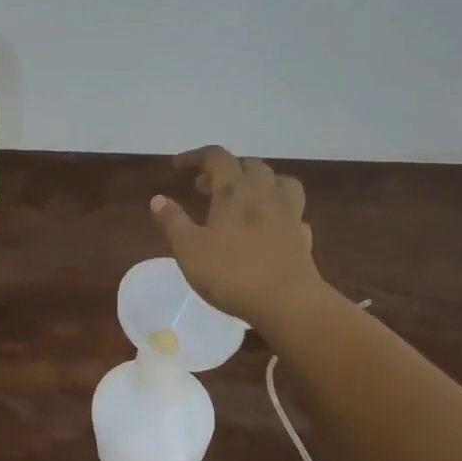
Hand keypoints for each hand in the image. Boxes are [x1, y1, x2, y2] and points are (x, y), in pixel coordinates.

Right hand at [151, 147, 325, 326]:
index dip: (195, 156)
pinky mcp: (303, 237)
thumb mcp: (189, 249)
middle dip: (226, 169)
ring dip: (260, 182)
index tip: (177, 167)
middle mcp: (265, 194)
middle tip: (205, 187)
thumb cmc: (231, 273)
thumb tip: (158, 199)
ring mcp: (289, 214)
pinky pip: (293, 212)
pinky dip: (279, 211)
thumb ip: (173, 221)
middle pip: (249, 164)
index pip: (217, 157)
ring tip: (244, 198)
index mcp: (235, 191)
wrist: (288, 304)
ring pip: (280, 181)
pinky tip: (270, 226)